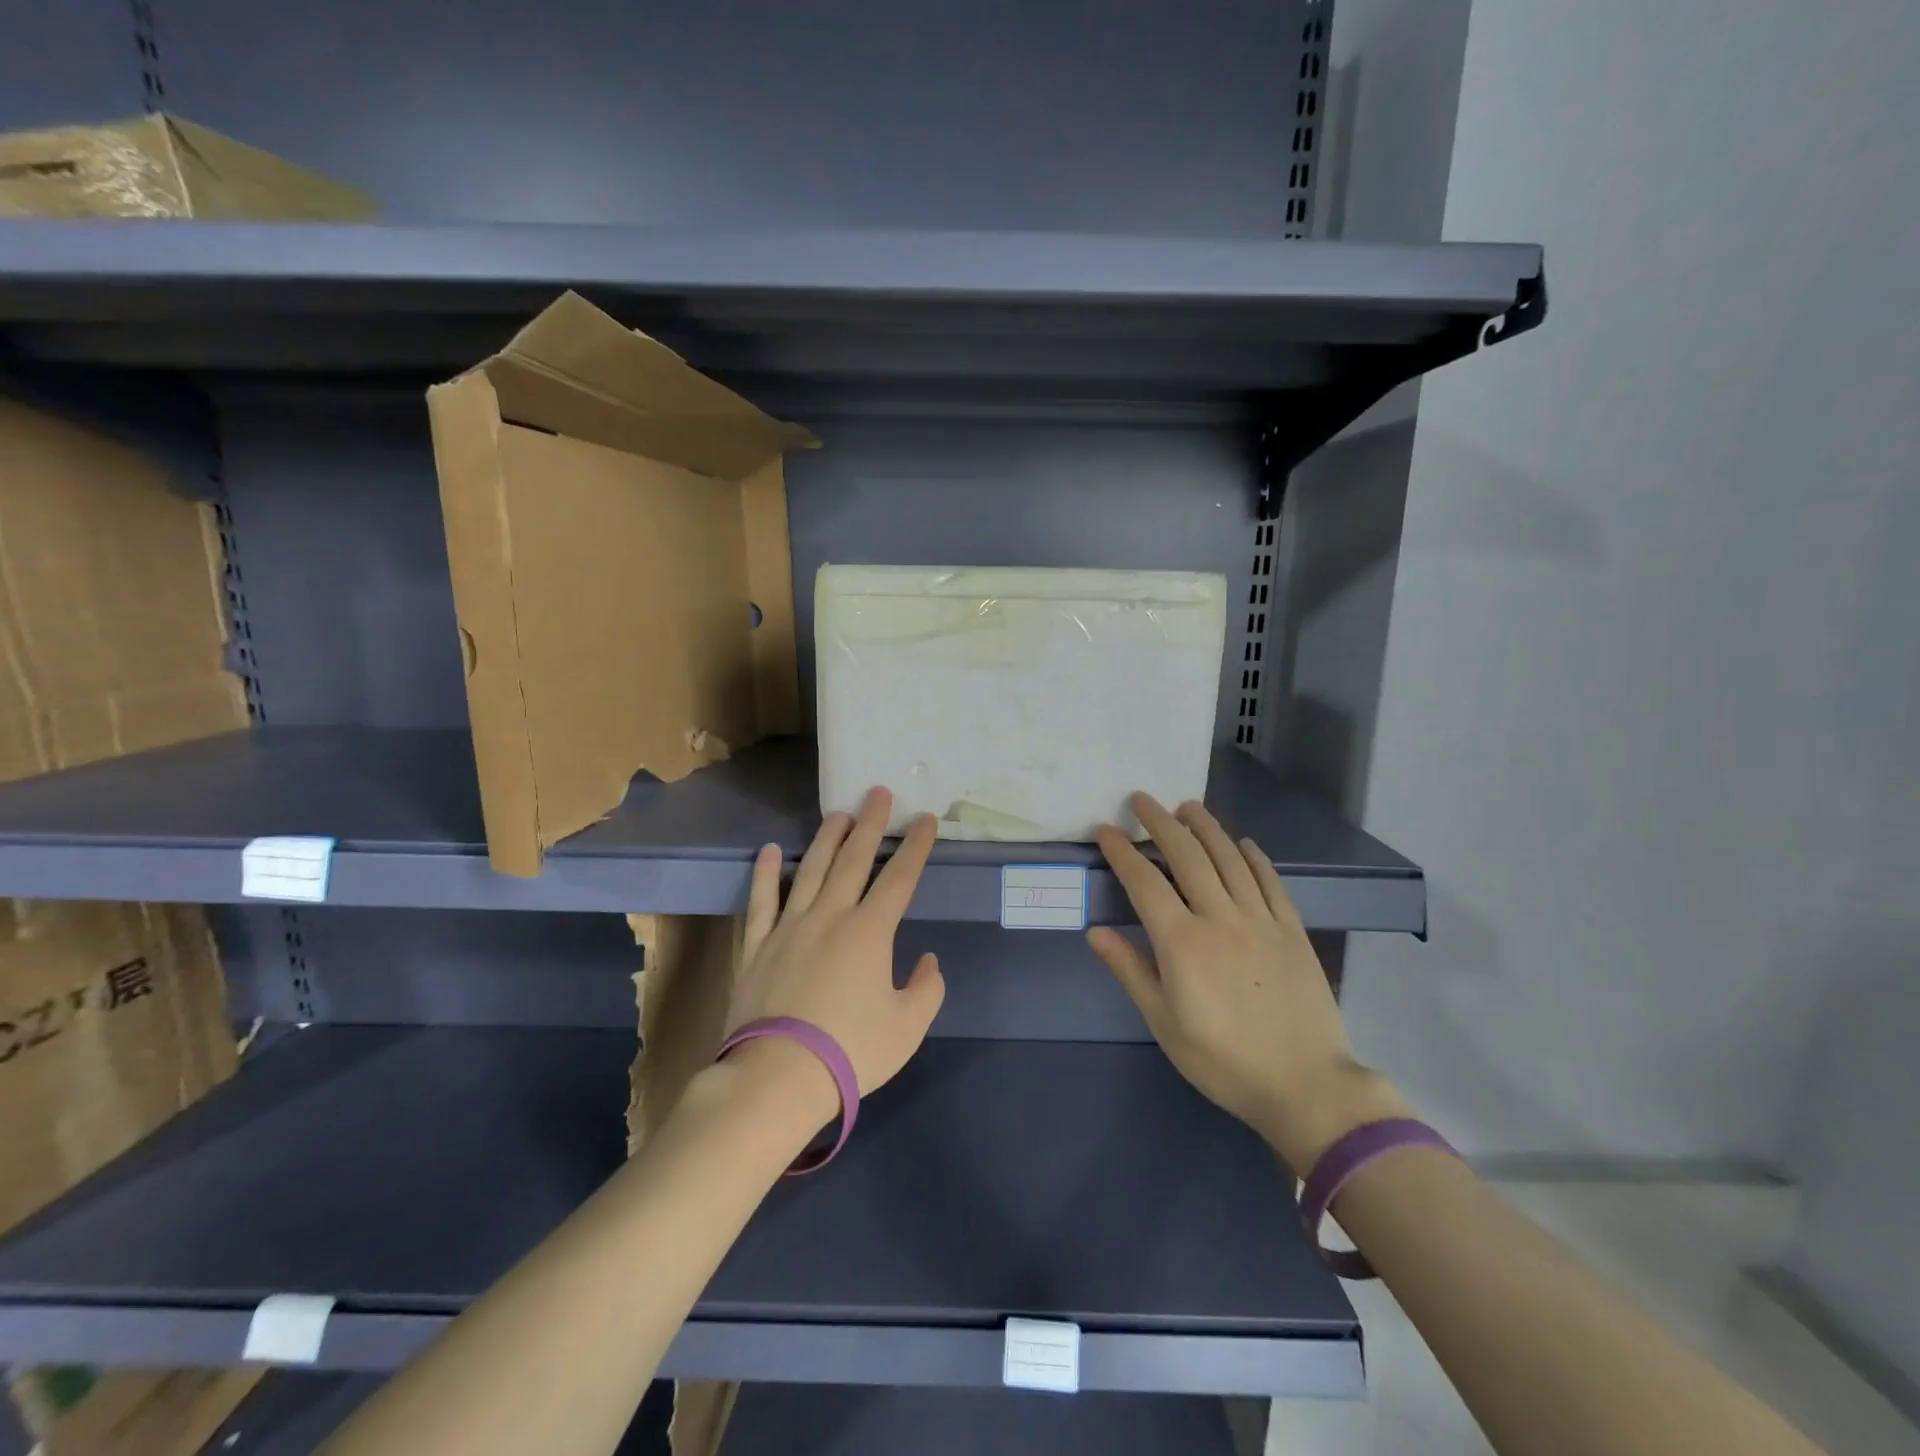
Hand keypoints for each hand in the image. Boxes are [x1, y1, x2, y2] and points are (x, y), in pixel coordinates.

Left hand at [725, 787, 945, 1114]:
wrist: (778, 1076)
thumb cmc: (850, 1052)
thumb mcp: (907, 1028)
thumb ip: (926, 989)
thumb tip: (927, 960)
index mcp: (870, 932)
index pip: (900, 878)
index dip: (915, 847)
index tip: (924, 819)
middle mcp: (831, 916)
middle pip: (854, 860)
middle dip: (870, 824)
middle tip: (878, 793)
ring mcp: (789, 927)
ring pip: (810, 870)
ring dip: (826, 839)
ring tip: (837, 814)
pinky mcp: (756, 945)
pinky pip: (761, 900)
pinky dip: (765, 873)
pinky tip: (770, 851)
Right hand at [1089, 793, 1407, 1172]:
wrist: (1304, 1085)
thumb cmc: (1222, 1060)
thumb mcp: (1164, 1023)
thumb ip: (1130, 971)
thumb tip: (1096, 932)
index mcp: (1182, 942)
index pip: (1144, 882)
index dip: (1123, 851)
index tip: (1106, 829)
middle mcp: (1219, 918)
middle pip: (1187, 856)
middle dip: (1160, 823)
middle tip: (1142, 799)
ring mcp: (1260, 920)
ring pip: (1229, 859)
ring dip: (1206, 827)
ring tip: (1187, 806)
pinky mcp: (1292, 930)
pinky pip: (1271, 882)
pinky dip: (1255, 858)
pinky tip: (1244, 843)